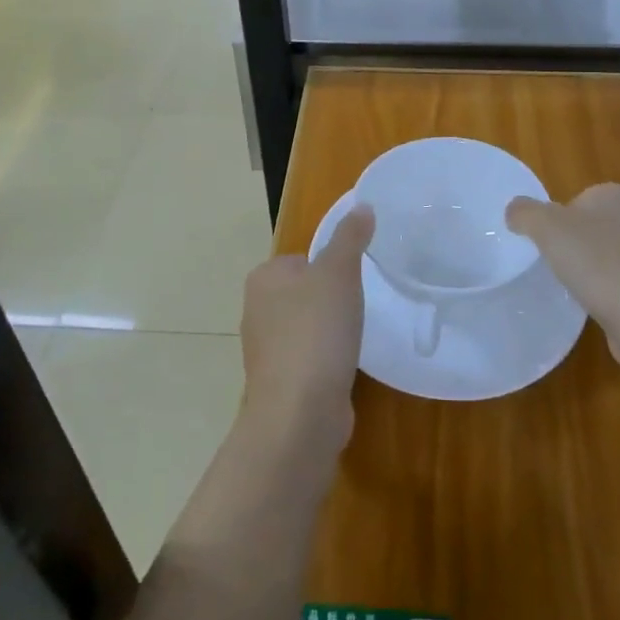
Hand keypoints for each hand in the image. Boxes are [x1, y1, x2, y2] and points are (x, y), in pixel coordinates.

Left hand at [240, 204, 373, 457]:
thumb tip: (363, 205)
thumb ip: (351, 237)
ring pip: (306, 328)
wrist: (299, 413)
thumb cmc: (316, 331)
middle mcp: (256, 311)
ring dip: (329, 333)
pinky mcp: (279, 384)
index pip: (302, 259)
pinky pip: (308, 360)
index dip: (331, 268)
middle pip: (304, 293)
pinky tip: (343, 368)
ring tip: (351, 341)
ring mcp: (265, 351)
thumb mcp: (339, 272)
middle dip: (330, 302)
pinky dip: (326, 362)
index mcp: (263, 278)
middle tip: (356, 310)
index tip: (352, 283)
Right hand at [506, 183, 619, 376]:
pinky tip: (594, 307)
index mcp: (616, 196)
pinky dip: (607, 293)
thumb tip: (514, 211)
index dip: (559, 216)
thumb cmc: (597, 262)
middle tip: (553, 262)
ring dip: (592, 269)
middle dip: (575, 242)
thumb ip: (525, 213)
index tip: (545, 239)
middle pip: (595, 226)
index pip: (580, 197)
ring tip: (572, 287)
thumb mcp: (547, 228)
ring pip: (609, 256)